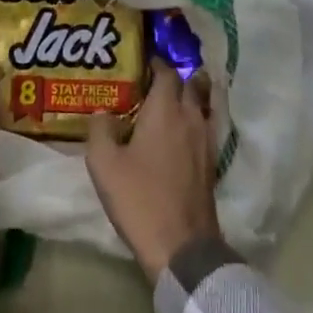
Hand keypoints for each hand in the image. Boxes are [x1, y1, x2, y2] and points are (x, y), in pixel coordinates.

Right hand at [86, 61, 221, 279]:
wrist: (182, 248)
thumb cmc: (140, 199)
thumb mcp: (104, 165)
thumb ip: (100, 130)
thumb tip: (102, 112)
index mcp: (165, 109)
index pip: (167, 72)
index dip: (155, 64)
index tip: (141, 65)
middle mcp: (190, 116)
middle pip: (190, 83)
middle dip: (175, 77)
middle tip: (153, 82)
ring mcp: (205, 140)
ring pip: (201, 105)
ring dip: (188, 97)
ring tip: (168, 104)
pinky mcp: (212, 163)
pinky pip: (205, 127)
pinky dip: (194, 121)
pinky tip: (179, 134)